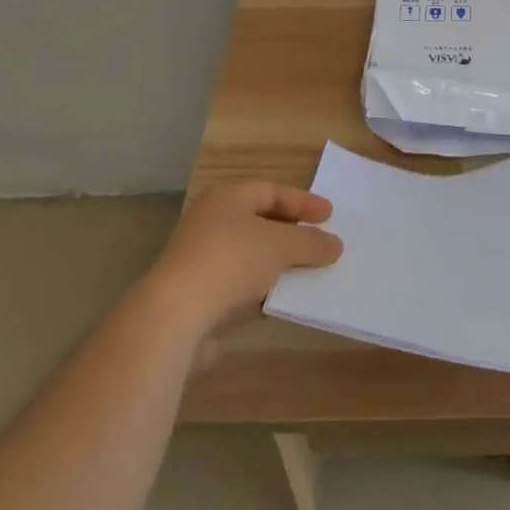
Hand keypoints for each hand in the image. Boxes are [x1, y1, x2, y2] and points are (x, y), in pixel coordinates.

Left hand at [141, 181, 342, 344]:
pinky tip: (281, 301)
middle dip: (291, 233)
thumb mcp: (280, 246)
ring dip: (277, 264)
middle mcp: (211, 221)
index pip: (272, 191)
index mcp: (227, 197)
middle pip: (260, 221)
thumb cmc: (230, 262)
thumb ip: (310, 242)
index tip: (330, 216)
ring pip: (250, 255)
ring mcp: (201, 259)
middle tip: (318, 241)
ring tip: (307, 273)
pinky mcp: (197, 296)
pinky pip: (239, 285)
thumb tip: (336, 245)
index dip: (303, 201)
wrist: (173, 318)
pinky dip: (261, 290)